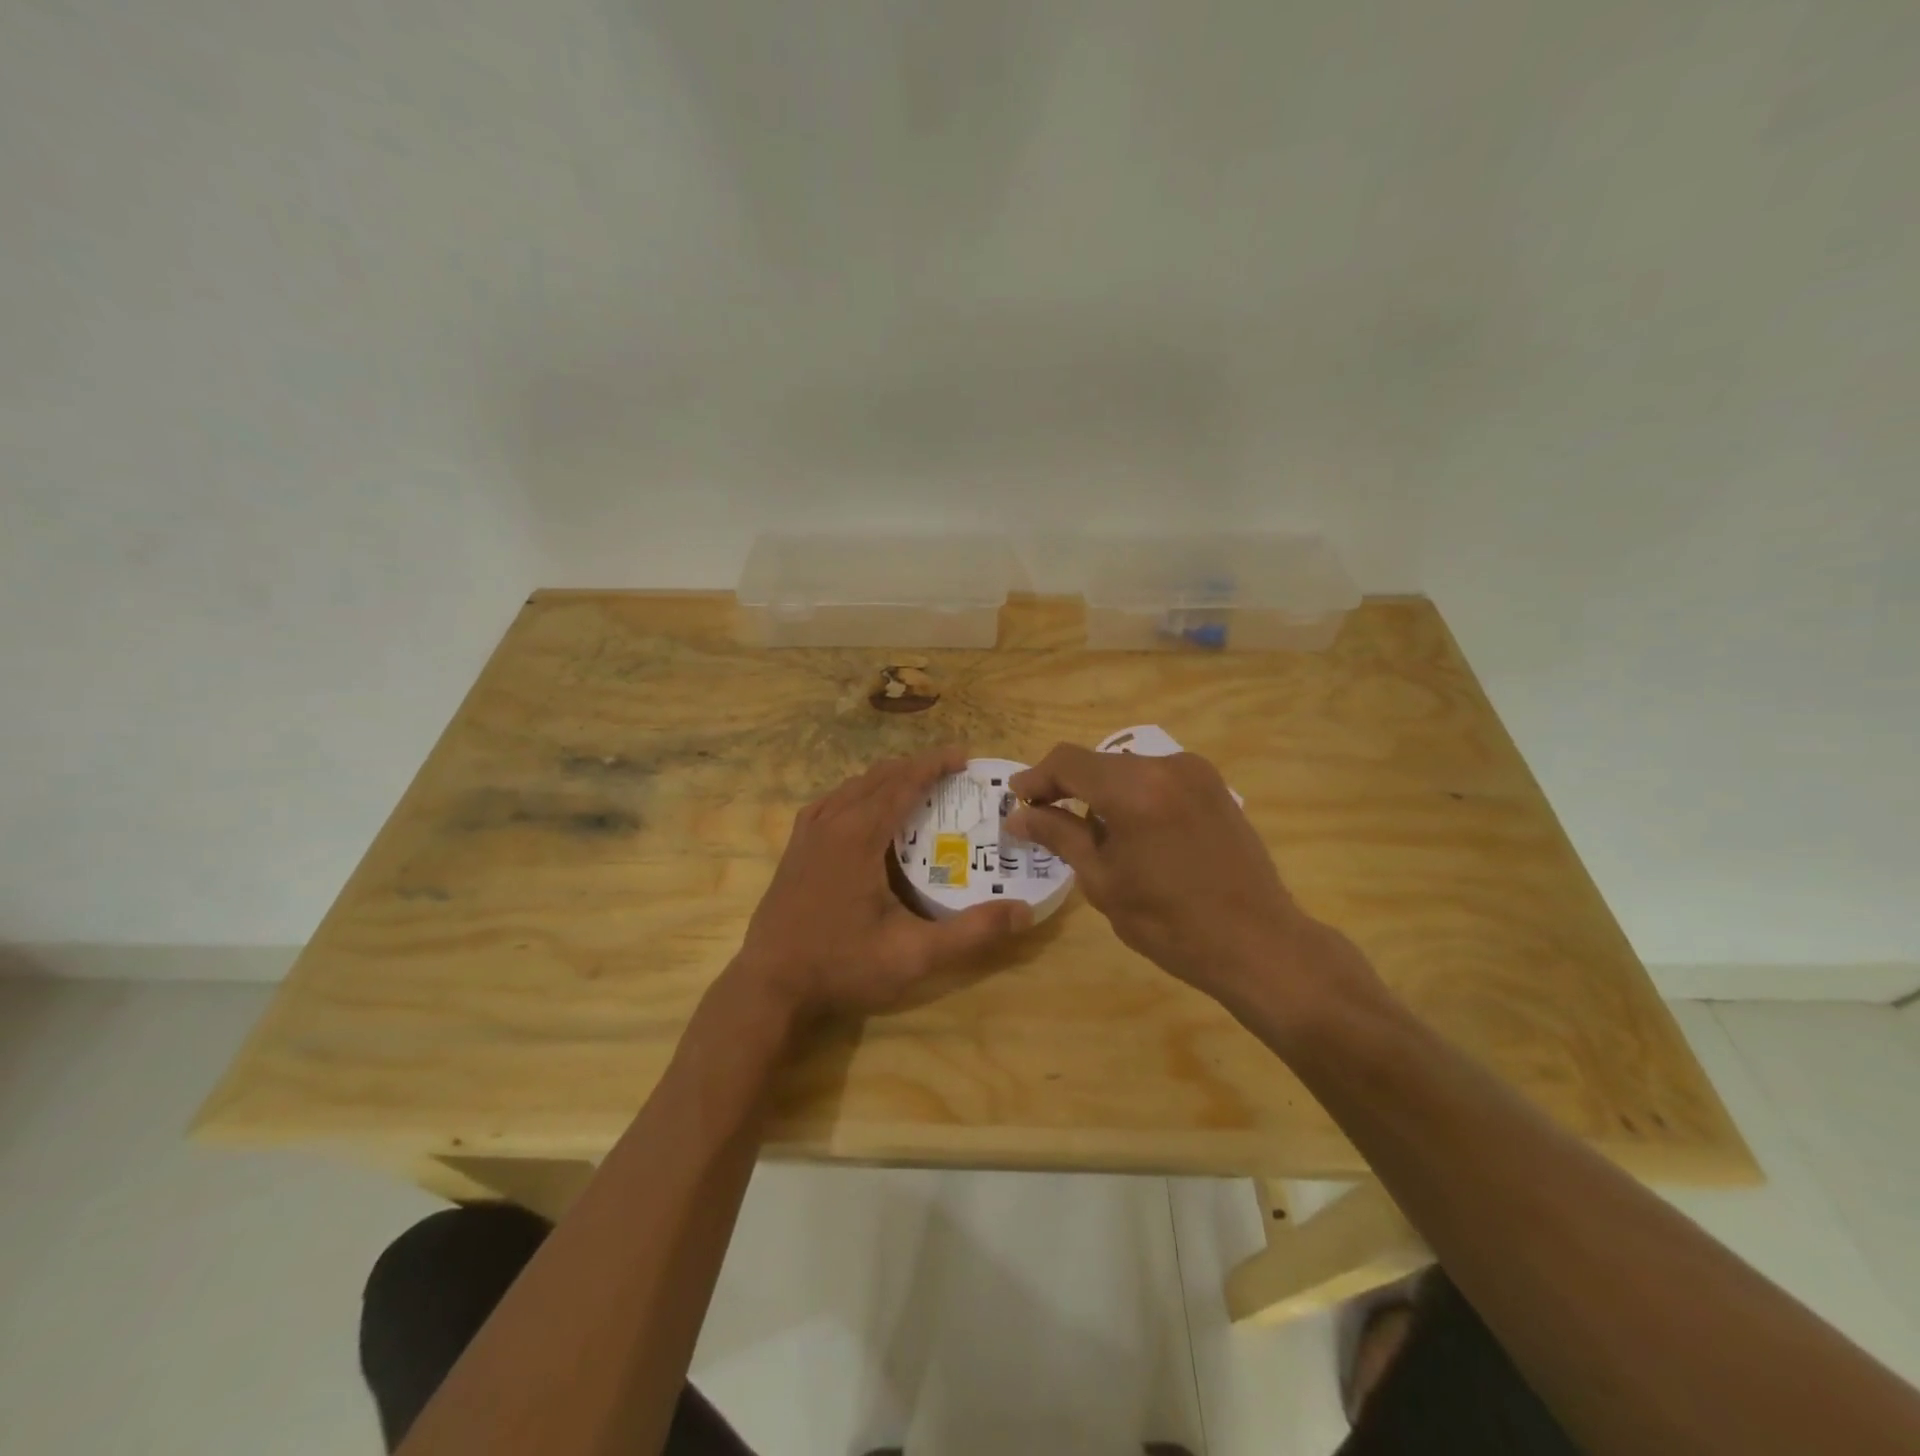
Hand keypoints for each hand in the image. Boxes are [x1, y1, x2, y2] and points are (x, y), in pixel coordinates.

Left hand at [735, 745, 1031, 1020]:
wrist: (769, 985)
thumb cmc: (842, 966)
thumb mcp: (913, 955)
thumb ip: (971, 933)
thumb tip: (1025, 911)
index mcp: (859, 835)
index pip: (903, 782)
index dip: (935, 764)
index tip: (964, 756)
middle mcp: (832, 822)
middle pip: (879, 777)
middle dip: (916, 767)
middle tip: (951, 771)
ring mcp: (808, 833)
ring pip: (852, 786)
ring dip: (887, 777)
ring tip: (916, 784)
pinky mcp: (795, 848)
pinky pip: (830, 802)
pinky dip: (856, 792)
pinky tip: (864, 808)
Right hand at [1007, 743, 1353, 1014]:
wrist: (1258, 943)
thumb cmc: (1170, 923)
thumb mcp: (1103, 881)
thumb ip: (1059, 836)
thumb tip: (1018, 817)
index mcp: (1135, 789)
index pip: (1068, 762)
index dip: (1036, 777)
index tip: (1017, 801)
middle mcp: (1166, 765)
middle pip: (1098, 762)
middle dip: (1067, 786)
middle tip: (1045, 820)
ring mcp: (1196, 772)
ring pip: (1127, 768)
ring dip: (1100, 791)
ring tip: (1089, 832)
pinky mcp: (1214, 785)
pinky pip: (1156, 777)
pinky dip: (1132, 794)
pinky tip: (1131, 831)